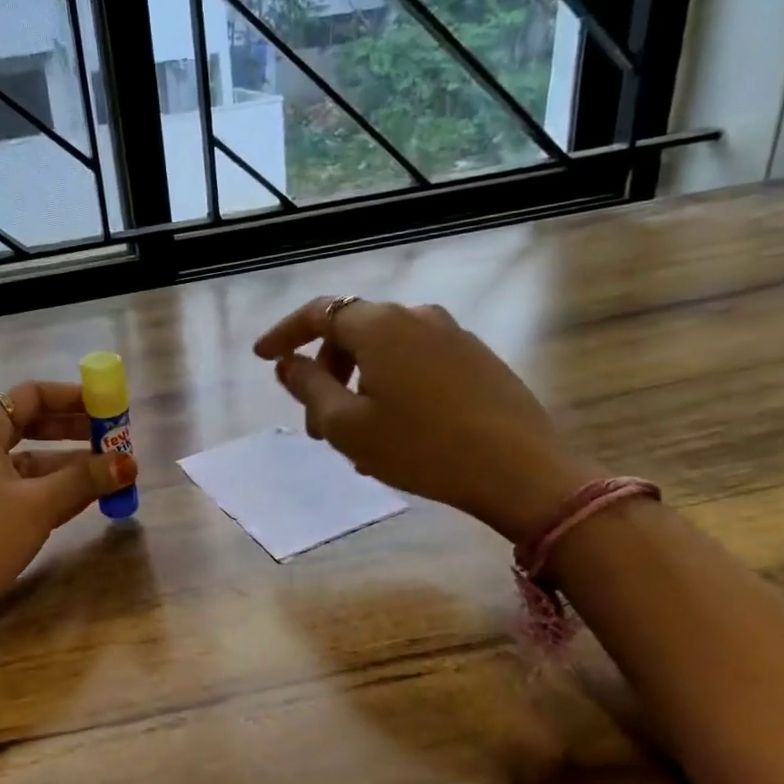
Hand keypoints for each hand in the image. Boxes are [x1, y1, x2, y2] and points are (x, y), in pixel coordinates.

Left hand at [0, 380, 137, 638]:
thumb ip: (85, 479)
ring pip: (26, 463)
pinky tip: (82, 501)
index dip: (73, 398)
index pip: (31, 395)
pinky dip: (48, 491)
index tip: (108, 408)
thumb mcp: (37, 506)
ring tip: (110, 476)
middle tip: (115, 442)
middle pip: (30, 426)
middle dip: (75, 433)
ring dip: (67, 467)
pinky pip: (17, 489)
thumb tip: (130, 463)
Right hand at [254, 297, 601, 543]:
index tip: (263, 357)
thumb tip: (287, 363)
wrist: (519, 470)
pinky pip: (418, 363)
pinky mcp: (479, 358)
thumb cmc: (419, 447)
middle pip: (353, 332)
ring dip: (360, 384)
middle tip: (316, 422)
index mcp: (378, 325)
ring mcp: (453, 334)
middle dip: (326, 371)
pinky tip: (397, 429)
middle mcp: (416, 316)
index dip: (284, 333)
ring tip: (357, 436)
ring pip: (387, 351)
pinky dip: (393, 386)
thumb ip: (307, 386)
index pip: (318, 313)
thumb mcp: (346, 425)